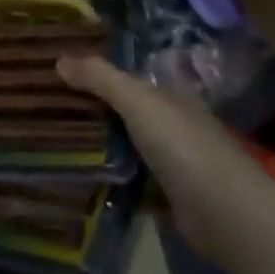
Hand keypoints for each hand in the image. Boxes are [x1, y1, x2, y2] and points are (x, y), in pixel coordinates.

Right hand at [57, 54, 257, 262]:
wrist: (225, 213)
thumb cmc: (182, 145)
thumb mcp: (137, 101)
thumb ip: (100, 78)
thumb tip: (59, 60)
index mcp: (171, 99)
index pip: (130, 81)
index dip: (98, 77)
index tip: (61, 78)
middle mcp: (174, 127)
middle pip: (127, 115)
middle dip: (94, 113)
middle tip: (49, 111)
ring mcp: (174, 164)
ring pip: (127, 149)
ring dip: (100, 149)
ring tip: (56, 144)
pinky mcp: (169, 198)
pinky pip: (132, 183)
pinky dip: (112, 181)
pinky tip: (83, 180)